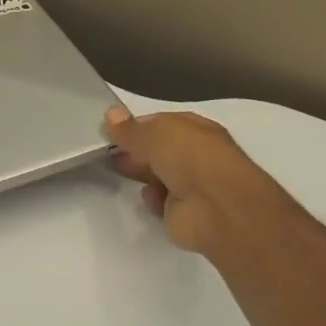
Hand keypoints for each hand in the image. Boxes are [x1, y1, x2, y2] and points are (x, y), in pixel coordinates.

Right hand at [103, 105, 286, 260]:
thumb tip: (110, 113)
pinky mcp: (183, 212)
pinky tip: (148, 197)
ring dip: (141, 174)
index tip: (112, 130)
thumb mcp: (156, 135)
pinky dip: (153, 200)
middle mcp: (196, 155)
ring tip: (117, 171)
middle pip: (159, 150)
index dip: (137, 126)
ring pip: (159, 175)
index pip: (162, 123)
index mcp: (196, 130)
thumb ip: (131, 129)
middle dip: (135, 151)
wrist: (217, 209)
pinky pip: (161, 202)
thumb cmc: (191, 160)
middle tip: (108, 153)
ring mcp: (191, 184)